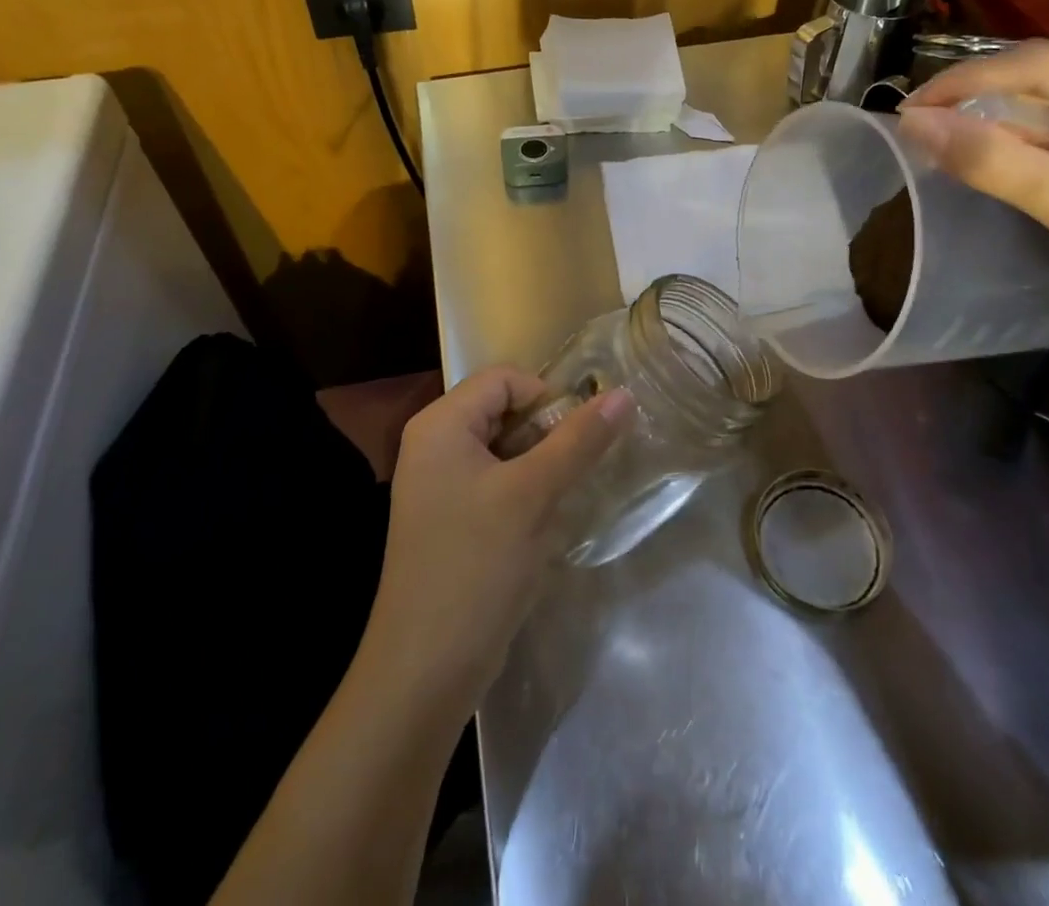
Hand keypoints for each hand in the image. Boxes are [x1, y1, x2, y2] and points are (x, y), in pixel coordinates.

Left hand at [360, 367, 633, 707]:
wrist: (424, 670)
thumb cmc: (476, 566)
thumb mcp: (533, 495)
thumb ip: (579, 440)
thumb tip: (624, 394)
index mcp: (441, 425)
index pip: (504, 379)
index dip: (547, 397)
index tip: (578, 437)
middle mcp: (434, 445)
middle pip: (504, 411)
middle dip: (546, 436)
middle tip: (576, 470)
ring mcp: (439, 484)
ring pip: (505, 451)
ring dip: (540, 468)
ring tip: (561, 499)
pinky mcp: (450, 519)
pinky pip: (495, 483)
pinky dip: (524, 494)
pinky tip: (542, 525)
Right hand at [899, 40, 1048, 365]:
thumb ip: (991, 160)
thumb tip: (911, 123)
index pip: (1041, 62)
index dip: (966, 81)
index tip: (905, 110)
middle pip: (1046, 76)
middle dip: (979, 100)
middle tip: (918, 128)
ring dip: (997, 123)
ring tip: (941, 143)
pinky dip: (1024, 144)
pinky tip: (991, 158)